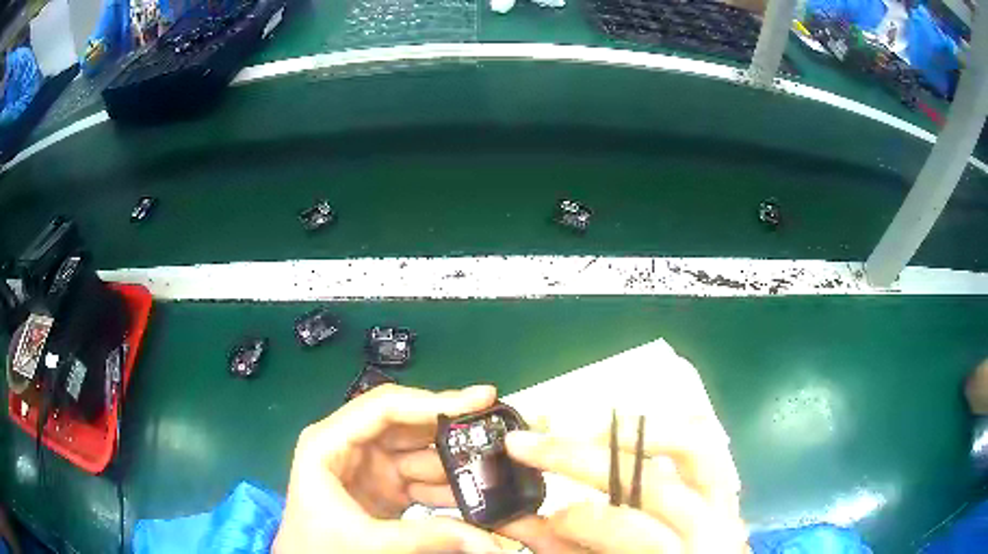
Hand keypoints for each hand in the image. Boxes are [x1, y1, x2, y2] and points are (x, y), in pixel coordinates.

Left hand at [273, 384, 506, 553]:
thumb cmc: (317, 547)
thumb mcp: (367, 541)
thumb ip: (427, 538)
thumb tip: (490, 542)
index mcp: (329, 443)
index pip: (384, 408)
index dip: (431, 401)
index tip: (478, 400)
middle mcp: (351, 445)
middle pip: (408, 425)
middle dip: (452, 430)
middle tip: (498, 431)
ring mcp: (370, 465)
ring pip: (421, 452)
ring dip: (456, 461)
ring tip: (499, 465)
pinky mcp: (385, 486)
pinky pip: (424, 478)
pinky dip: (449, 485)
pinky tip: (477, 492)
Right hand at [500, 417, 747, 552]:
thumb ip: (565, 549)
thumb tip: (516, 520)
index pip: (627, 529)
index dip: (578, 519)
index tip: (543, 515)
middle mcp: (709, 526)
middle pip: (653, 482)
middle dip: (582, 459)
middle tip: (528, 444)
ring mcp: (723, 500)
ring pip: (694, 446)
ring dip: (636, 431)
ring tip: (587, 431)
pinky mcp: (724, 486)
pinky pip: (708, 441)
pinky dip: (671, 426)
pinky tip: (635, 431)